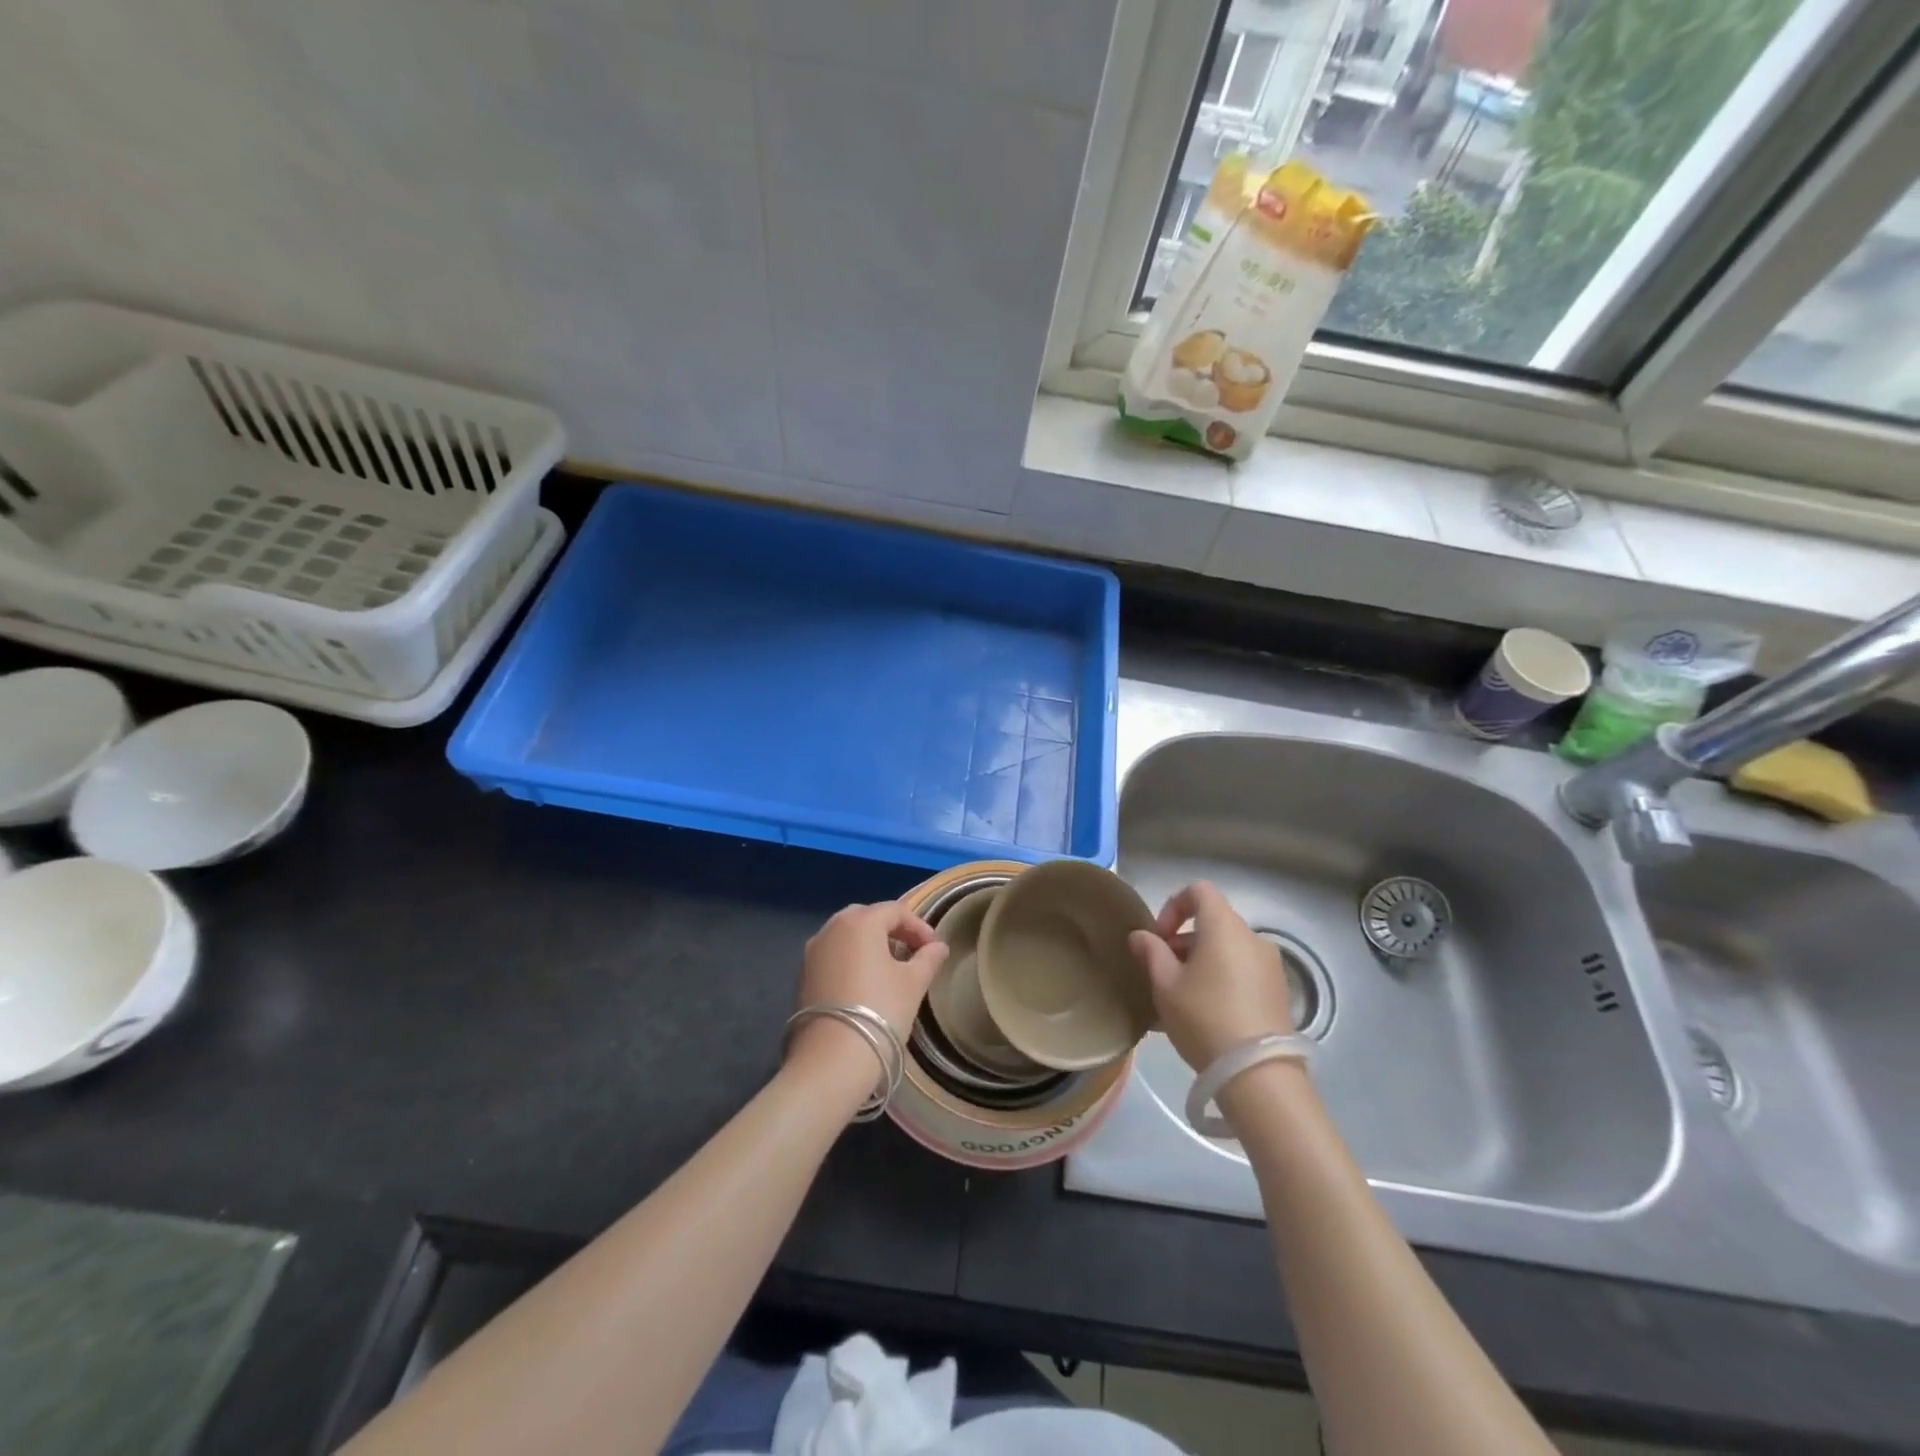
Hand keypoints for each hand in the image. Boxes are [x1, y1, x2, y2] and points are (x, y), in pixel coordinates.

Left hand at [788, 901, 947, 1075]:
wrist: (832, 1059)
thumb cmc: (880, 1010)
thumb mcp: (913, 983)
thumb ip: (928, 959)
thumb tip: (938, 947)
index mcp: (860, 922)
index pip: (895, 911)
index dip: (918, 926)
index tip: (934, 948)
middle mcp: (831, 928)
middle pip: (867, 918)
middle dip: (892, 930)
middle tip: (912, 952)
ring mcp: (812, 952)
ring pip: (846, 936)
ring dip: (870, 944)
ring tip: (890, 968)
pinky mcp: (802, 975)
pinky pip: (833, 955)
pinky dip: (851, 960)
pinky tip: (864, 984)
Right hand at [1128, 881, 1294, 1071]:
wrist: (1258, 1074)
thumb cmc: (1204, 1018)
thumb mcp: (1165, 985)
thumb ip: (1151, 952)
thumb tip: (1141, 935)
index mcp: (1224, 927)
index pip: (1199, 890)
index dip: (1173, 906)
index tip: (1159, 938)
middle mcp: (1252, 937)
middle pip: (1212, 922)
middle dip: (1183, 940)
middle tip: (1164, 973)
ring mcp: (1270, 965)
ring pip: (1227, 948)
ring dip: (1202, 961)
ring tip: (1182, 997)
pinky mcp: (1279, 991)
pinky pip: (1243, 970)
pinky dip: (1222, 977)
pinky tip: (1206, 1012)